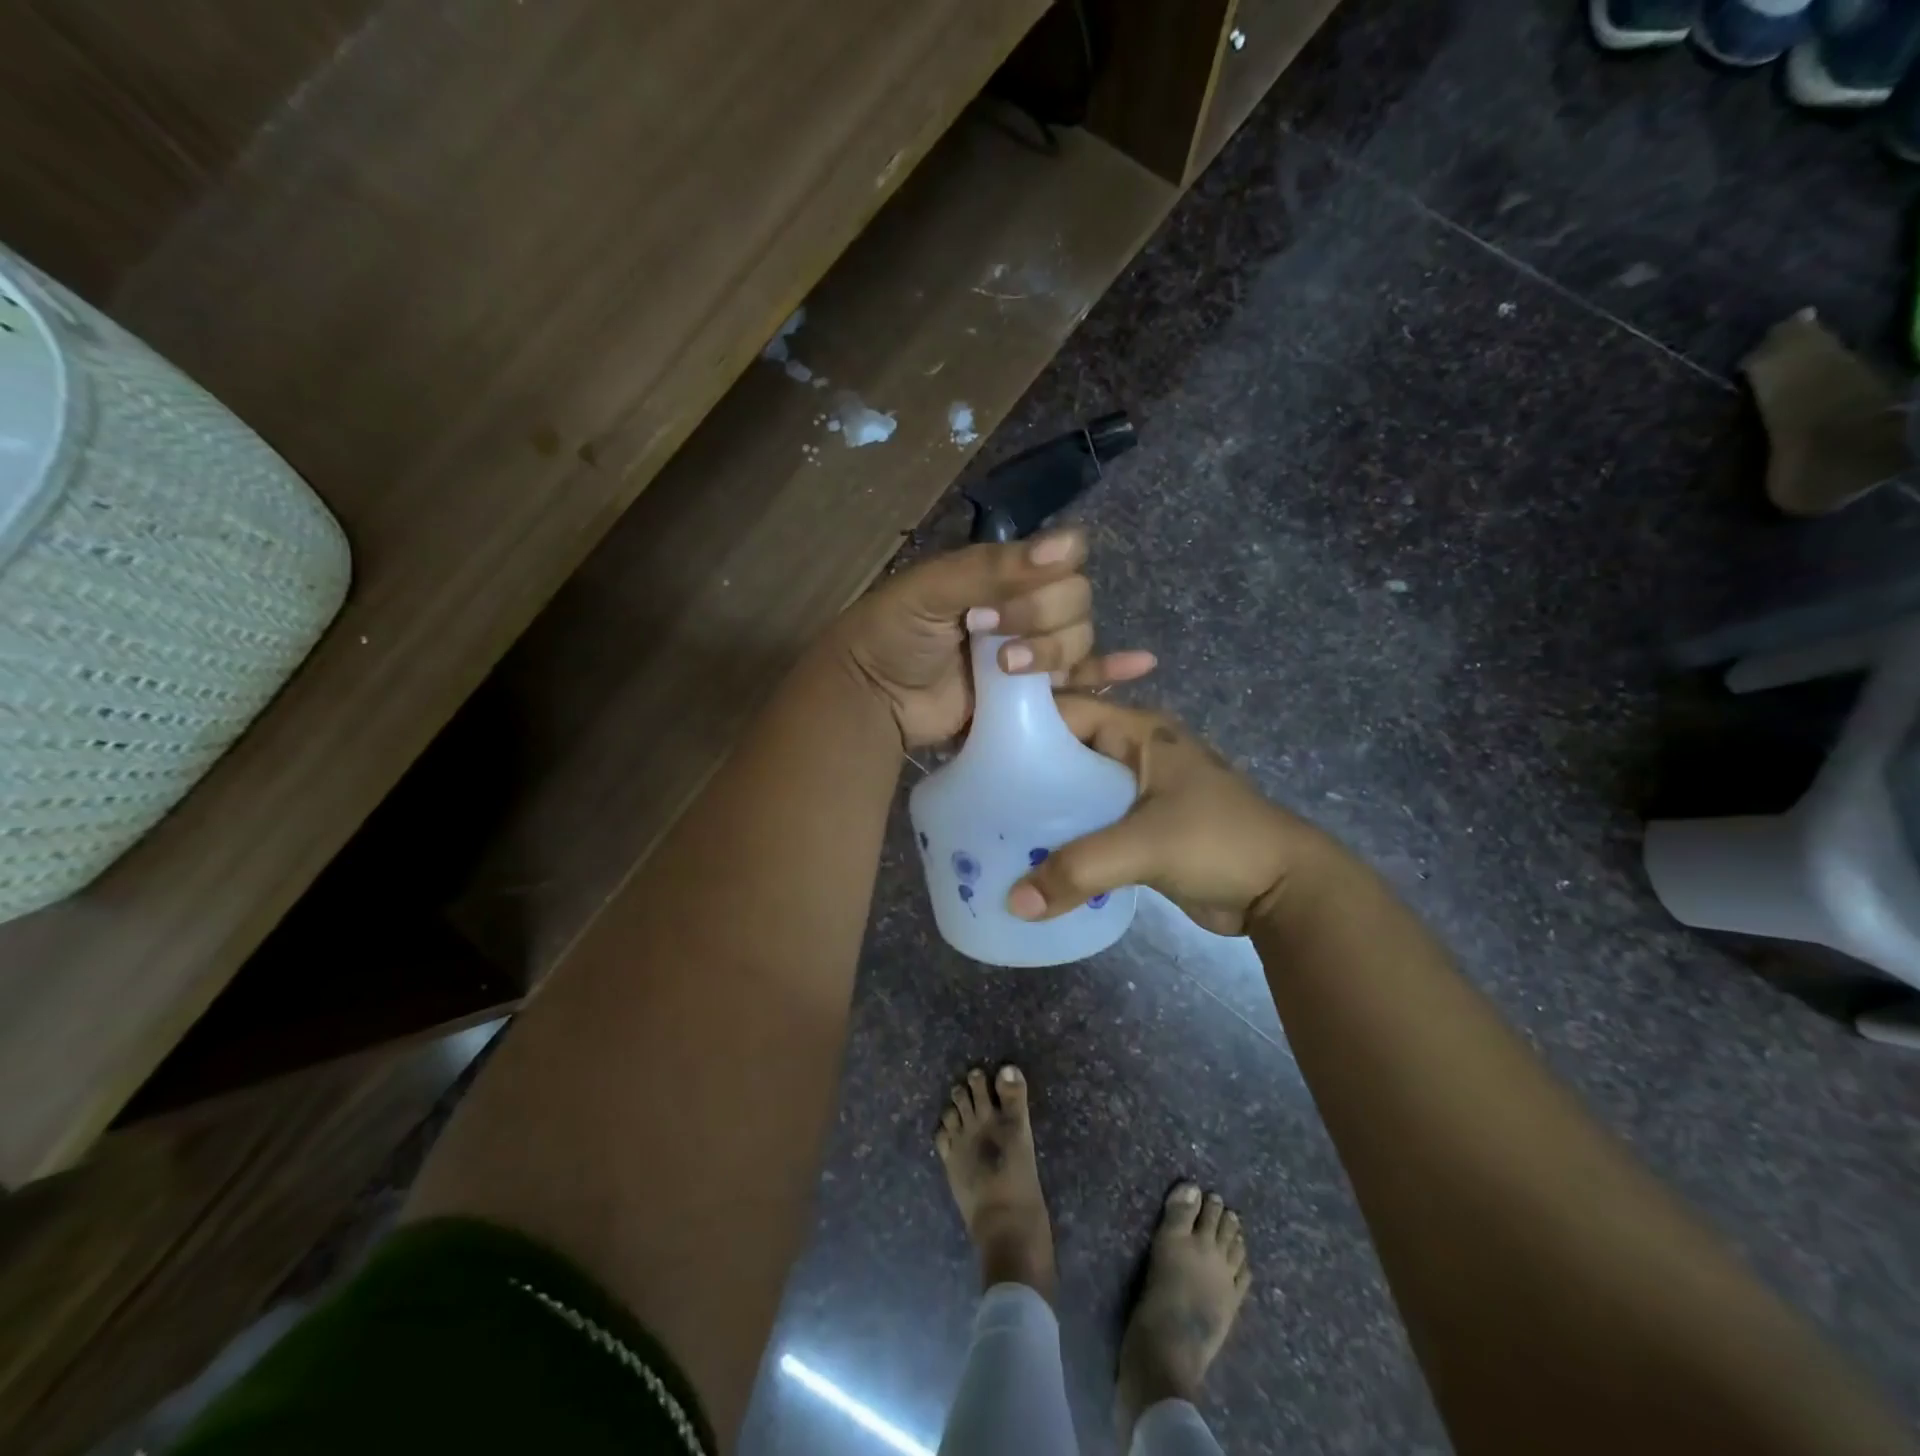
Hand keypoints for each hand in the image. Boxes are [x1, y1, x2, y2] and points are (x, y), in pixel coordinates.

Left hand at [831, 529, 1156, 748]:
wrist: (872, 699)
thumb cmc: (893, 634)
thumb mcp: (932, 589)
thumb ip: (994, 567)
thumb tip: (1067, 546)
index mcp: (1002, 572)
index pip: (1062, 557)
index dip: (1046, 578)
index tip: (999, 601)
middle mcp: (1025, 605)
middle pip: (1076, 600)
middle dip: (1039, 619)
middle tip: (986, 635)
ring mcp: (1032, 651)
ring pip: (1080, 640)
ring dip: (1052, 653)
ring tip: (1005, 669)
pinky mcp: (1035, 695)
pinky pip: (1084, 680)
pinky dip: (1112, 672)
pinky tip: (1142, 665)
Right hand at [1007, 698, 1346, 934]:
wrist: (1285, 890)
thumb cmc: (1220, 842)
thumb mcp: (1146, 846)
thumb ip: (1078, 868)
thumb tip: (1014, 902)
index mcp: (1139, 733)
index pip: (1066, 711)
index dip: (1021, 723)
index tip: (973, 747)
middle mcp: (1135, 754)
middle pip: (1066, 754)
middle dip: (1025, 774)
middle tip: (977, 797)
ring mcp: (1139, 793)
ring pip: (1077, 793)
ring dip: (1044, 812)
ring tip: (995, 832)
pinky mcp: (1142, 830)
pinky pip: (1092, 826)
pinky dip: (1066, 839)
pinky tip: (1033, 859)